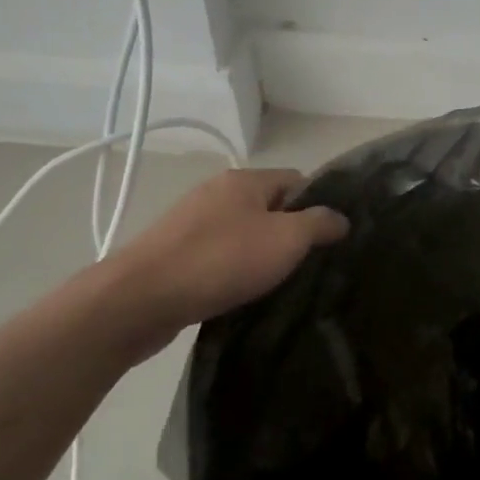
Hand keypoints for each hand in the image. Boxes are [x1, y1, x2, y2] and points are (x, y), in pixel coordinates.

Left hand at [82, 169, 347, 361]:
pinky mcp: (173, 254)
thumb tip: (340, 218)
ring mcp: (191, 223)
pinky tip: (239, 295)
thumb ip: (319, 224)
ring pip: (242, 234)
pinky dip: (232, 272)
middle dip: (289, 234)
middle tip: (307, 266)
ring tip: (276, 285)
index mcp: (244, 180)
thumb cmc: (221, 260)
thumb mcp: (285, 239)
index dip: (317, 205)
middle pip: (269, 207)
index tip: (329, 239)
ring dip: (259, 256)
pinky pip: (217, 257)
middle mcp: (217, 193)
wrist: (139, 299)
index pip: (296, 180)